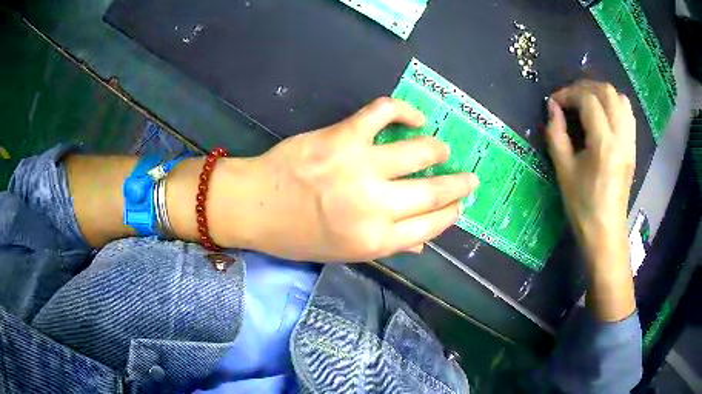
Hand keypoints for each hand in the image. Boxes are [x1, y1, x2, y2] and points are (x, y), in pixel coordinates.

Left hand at [208, 98, 478, 261]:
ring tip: (443, 149)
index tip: (459, 205)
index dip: (451, 213)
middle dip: (459, 185)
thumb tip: (422, 241)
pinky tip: (415, 118)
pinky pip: (384, 112)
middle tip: (470, 179)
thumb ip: (387, 246)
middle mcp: (375, 205)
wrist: (254, 206)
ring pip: (420, 151)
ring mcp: (360, 166)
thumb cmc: (297, 235)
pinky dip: (404, 110)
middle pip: (434, 192)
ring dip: (439, 149)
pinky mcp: (343, 135)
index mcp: (375, 239)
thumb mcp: (344, 253)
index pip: (431, 225)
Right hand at [546, 81, 635, 320]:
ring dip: (600, 93)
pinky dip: (613, 104)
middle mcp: (621, 138)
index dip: (568, 94)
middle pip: (607, 92)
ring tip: (586, 102)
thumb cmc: (583, 207)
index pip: (588, 100)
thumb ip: (556, 134)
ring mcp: (630, 142)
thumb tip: (553, 108)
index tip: (554, 103)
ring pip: (620, 98)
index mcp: (604, 145)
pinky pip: (627, 113)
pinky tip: (602, 114)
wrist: (606, 232)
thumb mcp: (563, 171)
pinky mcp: (633, 147)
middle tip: (569, 98)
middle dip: (584, 87)